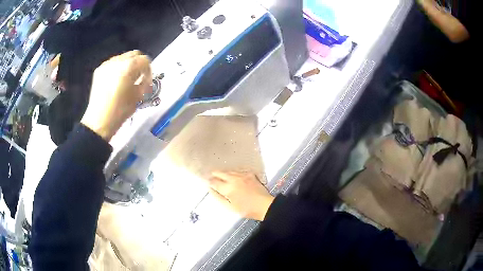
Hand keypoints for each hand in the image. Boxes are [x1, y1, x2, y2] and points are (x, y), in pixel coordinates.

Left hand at [81, 50, 151, 140]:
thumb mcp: (138, 97)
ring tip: (126, 79)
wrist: (99, 121)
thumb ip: (144, 83)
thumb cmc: (120, 111)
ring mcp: (107, 64)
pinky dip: (118, 69)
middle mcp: (117, 61)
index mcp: (128, 67)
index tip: (147, 81)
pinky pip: (113, 64)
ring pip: (123, 58)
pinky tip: (116, 81)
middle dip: (139, 64)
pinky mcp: (99, 70)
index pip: (145, 60)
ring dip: (128, 65)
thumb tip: (145, 79)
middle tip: (139, 77)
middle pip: (134, 54)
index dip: (148, 70)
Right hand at [209, 171, 274, 220]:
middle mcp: (234, 179)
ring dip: (224, 173)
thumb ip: (218, 197)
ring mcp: (242, 175)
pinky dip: (234, 173)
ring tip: (221, 176)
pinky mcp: (250, 174)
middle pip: (220, 173)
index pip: (214, 182)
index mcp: (228, 188)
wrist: (264, 205)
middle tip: (212, 176)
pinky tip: (233, 176)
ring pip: (229, 171)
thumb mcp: (229, 207)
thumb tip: (210, 189)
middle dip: (215, 175)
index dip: (210, 182)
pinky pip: (238, 171)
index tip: (208, 183)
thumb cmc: (246, 209)